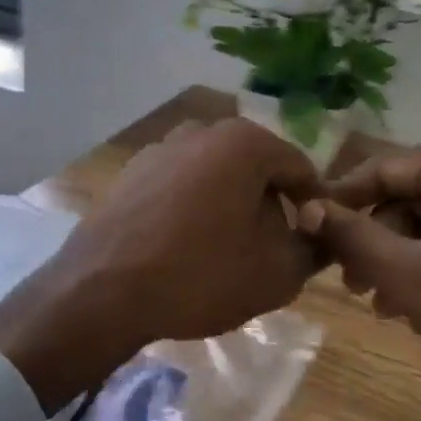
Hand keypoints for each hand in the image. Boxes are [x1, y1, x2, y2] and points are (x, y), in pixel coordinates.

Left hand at [0, 119, 321, 411]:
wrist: (103, 290)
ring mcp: (160, 148)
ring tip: (226, 253)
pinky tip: (184, 248)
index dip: (314, 207)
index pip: (300, 169)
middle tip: (271, 250)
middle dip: (269, 206)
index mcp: (244, 142)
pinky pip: (180, 186)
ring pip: (215, 176)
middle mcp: (201, 131)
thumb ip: (312, 248)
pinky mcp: (130, 172)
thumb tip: (318, 234)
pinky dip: (193, 209)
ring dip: (230, 206)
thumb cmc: (201, 275)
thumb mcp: (276, 272)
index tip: (312, 242)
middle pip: (255, 168)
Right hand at [300, 141, 420, 420]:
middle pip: (412, 193)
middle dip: (377, 239)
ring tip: (384, 306)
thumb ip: (356, 238)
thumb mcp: (417, 280)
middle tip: (352, 285)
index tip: (309, 234)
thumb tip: (307, 208)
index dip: (342, 200)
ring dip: (404, 257)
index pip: (386, 168)